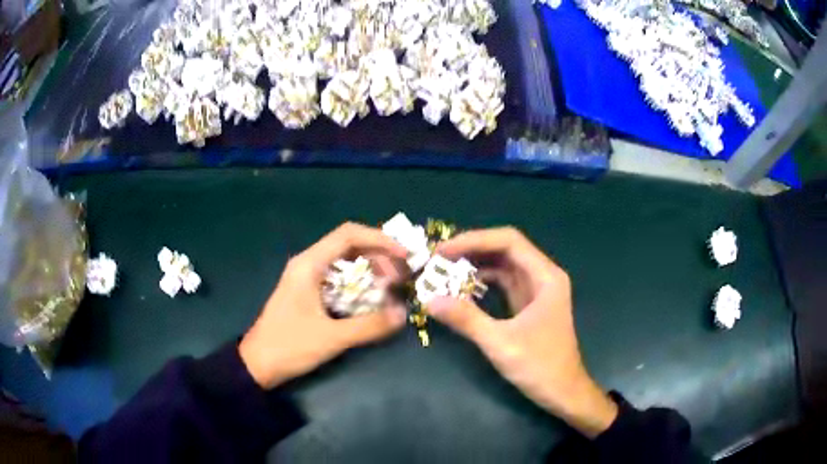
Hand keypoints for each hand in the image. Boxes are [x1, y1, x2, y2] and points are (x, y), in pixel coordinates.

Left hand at [239, 223, 408, 388]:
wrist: (257, 364)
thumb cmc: (290, 346)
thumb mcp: (332, 337)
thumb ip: (370, 325)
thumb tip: (403, 314)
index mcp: (309, 264)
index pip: (349, 235)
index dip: (380, 240)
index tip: (404, 255)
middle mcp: (307, 263)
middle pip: (349, 245)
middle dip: (379, 255)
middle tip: (401, 276)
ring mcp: (306, 277)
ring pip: (344, 261)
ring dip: (370, 269)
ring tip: (391, 285)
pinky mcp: (307, 291)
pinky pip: (338, 277)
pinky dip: (358, 281)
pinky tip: (371, 296)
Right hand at [428, 227, 617, 437]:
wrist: (563, 392)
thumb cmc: (540, 367)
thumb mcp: (501, 343)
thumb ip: (466, 319)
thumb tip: (429, 300)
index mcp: (545, 277)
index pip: (509, 241)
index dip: (475, 240)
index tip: (443, 249)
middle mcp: (542, 276)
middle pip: (505, 249)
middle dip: (471, 250)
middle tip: (437, 258)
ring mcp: (536, 291)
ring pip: (502, 266)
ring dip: (474, 266)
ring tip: (443, 270)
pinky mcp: (528, 305)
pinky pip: (502, 284)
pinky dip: (481, 283)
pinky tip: (461, 289)